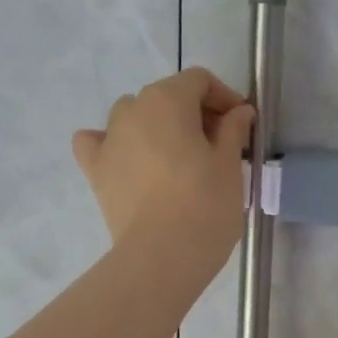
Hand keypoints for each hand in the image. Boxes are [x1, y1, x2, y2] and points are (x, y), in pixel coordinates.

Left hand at [73, 67, 254, 274]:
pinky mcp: (95, 171)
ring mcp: (108, 139)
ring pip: (133, 116)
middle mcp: (132, 109)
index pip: (198, 80)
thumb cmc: (205, 205)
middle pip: (167, 96)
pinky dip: (113, 144)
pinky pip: (97, 143)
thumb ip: (233, 130)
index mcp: (168, 100)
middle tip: (219, 145)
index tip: (242, 124)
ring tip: (179, 156)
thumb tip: (239, 112)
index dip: (224, 97)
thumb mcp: (230, 165)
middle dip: (194, 113)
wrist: (161, 257)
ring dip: (157, 126)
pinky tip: (128, 160)